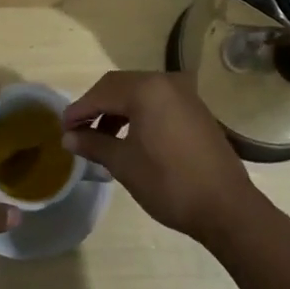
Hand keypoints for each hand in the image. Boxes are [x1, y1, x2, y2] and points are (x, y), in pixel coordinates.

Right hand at [62, 72, 265, 249]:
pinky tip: (130, 137)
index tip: (63, 129)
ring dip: (117, 110)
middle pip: (120, 86)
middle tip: (78, 131)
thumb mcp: (125, 164)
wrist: (226, 206)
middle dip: (97, 106)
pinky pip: (157, 102)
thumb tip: (68, 138)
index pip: (102, 92)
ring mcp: (184, 94)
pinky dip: (138, 114)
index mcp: (146, 89)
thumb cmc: (170, 183)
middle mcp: (165, 82)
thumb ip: (94, 144)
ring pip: (139, 93)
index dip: (79, 110)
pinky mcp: (195, 109)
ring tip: (101, 138)